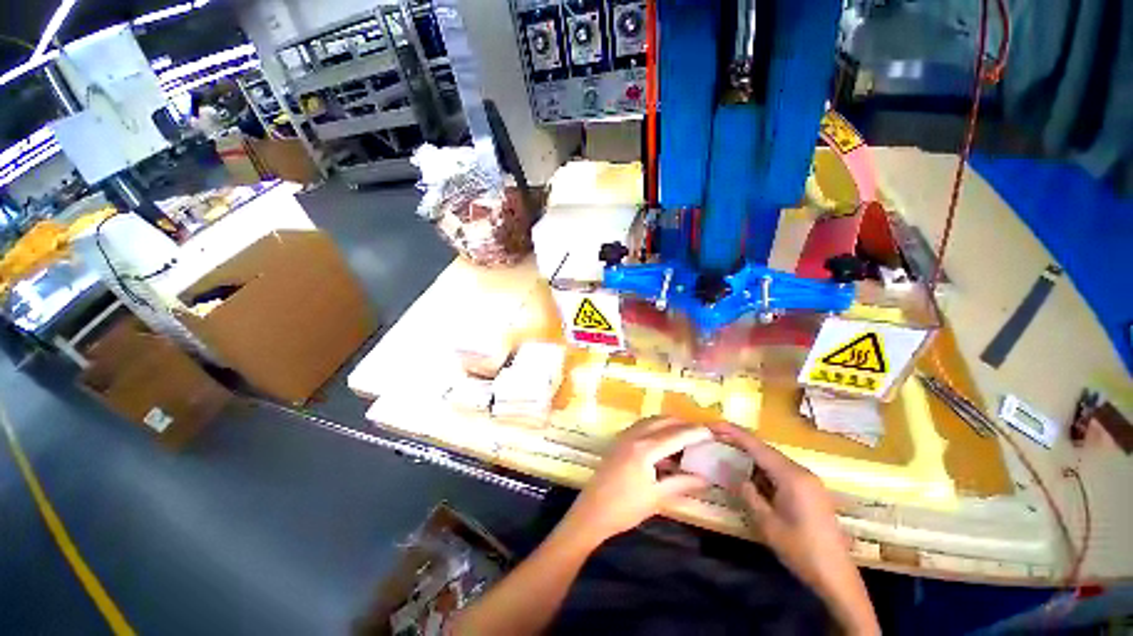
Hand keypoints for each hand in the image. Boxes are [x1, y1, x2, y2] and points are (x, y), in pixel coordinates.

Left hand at [558, 417, 712, 548]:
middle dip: (683, 424)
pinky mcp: (619, 440)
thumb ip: (682, 483)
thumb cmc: (625, 508)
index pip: (676, 435)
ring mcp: (624, 436)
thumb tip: (706, 477)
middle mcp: (634, 435)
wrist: (592, 511)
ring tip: (685, 437)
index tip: (712, 432)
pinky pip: (642, 426)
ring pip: (651, 421)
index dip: (695, 433)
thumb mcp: (657, 497)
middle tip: (700, 435)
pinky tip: (663, 443)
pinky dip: (656, 428)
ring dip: (669, 424)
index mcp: (645, 449)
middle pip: (663, 421)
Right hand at [708, 422, 878, 634]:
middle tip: (716, 436)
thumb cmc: (801, 550)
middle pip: (766, 450)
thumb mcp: (767, 523)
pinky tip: (752, 474)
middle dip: (740, 441)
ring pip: (774, 460)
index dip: (733, 433)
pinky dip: (763, 468)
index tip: (713, 424)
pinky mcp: (811, 491)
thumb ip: (749, 494)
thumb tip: (738, 476)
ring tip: (728, 452)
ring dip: (751, 455)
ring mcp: (809, 481)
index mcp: (791, 477)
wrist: (837, 576)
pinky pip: (782, 471)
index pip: (757, 446)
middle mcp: (802, 472)